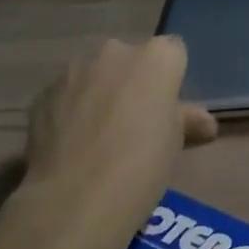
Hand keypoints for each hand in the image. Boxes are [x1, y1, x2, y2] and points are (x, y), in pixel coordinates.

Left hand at [21, 37, 216, 226]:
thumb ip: (186, 120)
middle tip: (134, 122)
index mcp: (156, 58)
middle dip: (133, 82)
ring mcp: (75, 69)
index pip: (173, 52)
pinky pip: (66, 94)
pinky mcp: (43, 93)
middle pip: (131, 59)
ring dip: (99, 93)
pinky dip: (70, 110)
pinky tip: (72, 144)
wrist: (76, 197)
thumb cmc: (141, 165)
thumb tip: (204, 123)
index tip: (167, 108)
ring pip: (95, 74)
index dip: (171, 79)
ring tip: (98, 136)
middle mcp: (115, 51)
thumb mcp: (175, 143)